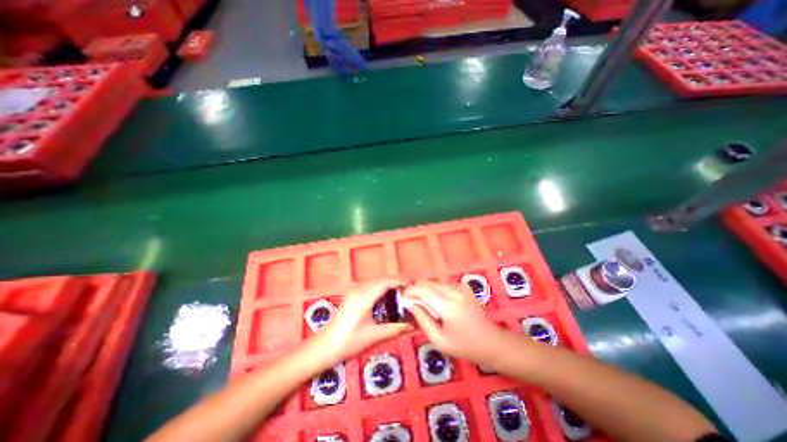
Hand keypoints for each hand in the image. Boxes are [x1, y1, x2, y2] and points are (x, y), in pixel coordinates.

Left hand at [317, 282, 412, 363]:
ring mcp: (354, 291)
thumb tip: (414, 325)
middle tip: (412, 289)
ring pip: (376, 282)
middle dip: (397, 282)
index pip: (386, 282)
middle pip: (382, 279)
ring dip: (390, 284)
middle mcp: (359, 289)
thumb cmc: (348, 342)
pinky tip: (388, 298)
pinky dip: (382, 288)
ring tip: (403, 293)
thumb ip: (395, 328)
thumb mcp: (374, 336)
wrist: (323, 347)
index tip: (414, 286)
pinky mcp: (352, 296)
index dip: (401, 281)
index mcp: (364, 296)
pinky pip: (371, 287)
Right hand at [403, 281, 507, 364]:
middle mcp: (453, 291)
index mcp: (447, 305)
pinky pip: (444, 284)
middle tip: (410, 301)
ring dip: (425, 289)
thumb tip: (411, 304)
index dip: (409, 292)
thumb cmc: (464, 346)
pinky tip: (436, 301)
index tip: (402, 298)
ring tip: (421, 302)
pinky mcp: (464, 287)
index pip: (422, 290)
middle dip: (415, 289)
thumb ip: (423, 320)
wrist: (491, 342)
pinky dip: (435, 289)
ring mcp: (460, 287)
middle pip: (427, 283)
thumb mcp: (439, 340)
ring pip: (435, 282)